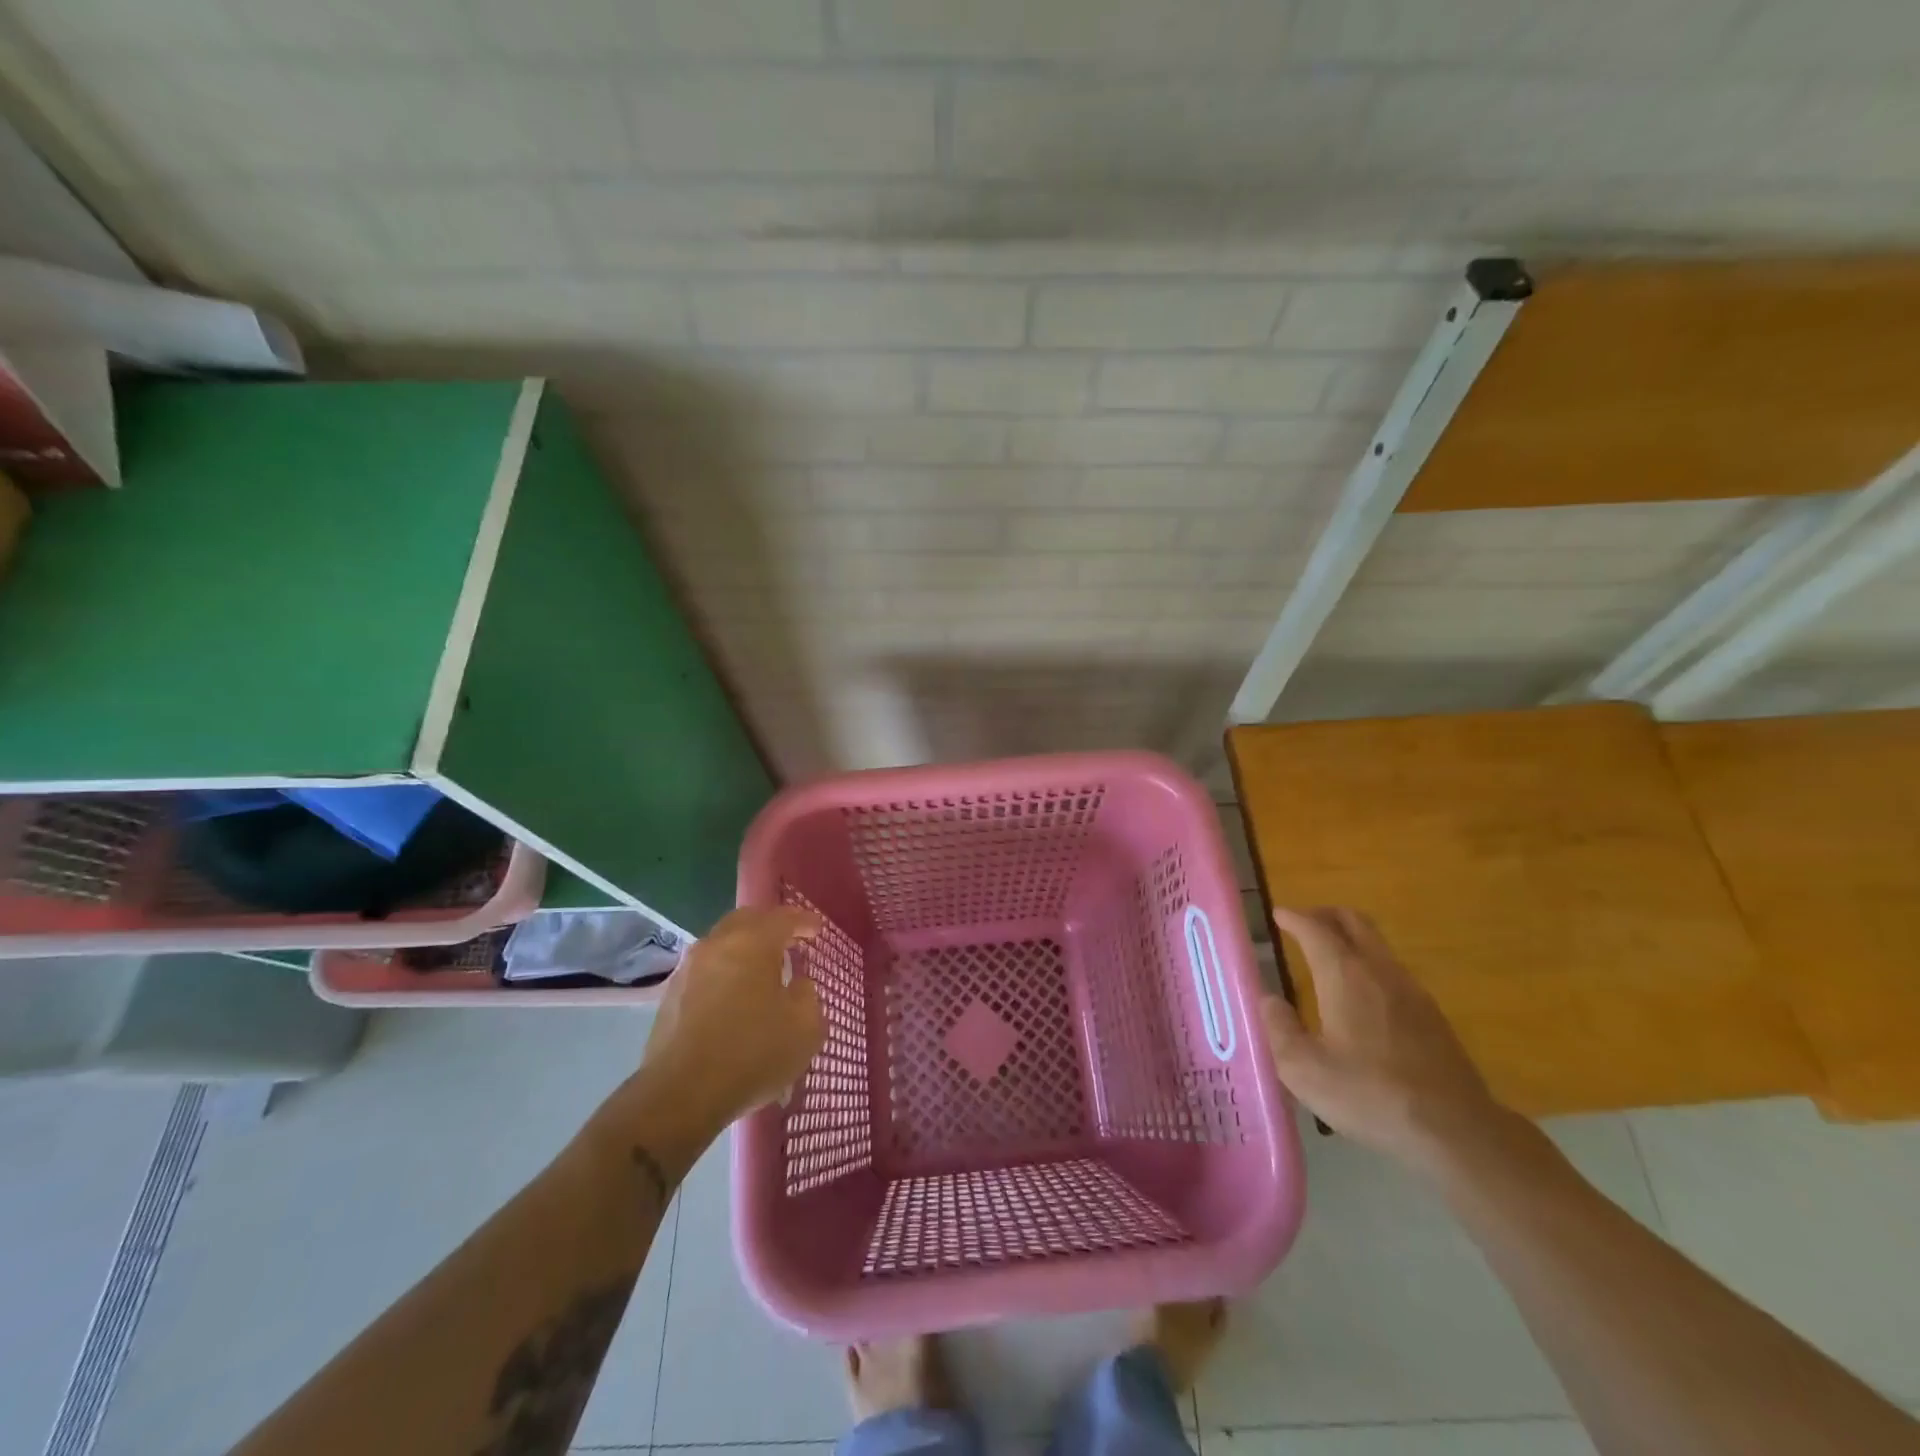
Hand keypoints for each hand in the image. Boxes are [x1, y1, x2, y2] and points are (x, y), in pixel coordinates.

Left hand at [627, 907, 825, 1142]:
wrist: (681, 1094)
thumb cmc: (752, 1053)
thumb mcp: (805, 1028)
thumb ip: (808, 997)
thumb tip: (798, 986)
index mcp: (753, 942)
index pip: (784, 918)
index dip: (804, 921)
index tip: (817, 930)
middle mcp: (718, 944)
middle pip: (747, 920)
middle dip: (770, 926)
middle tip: (789, 940)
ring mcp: (689, 968)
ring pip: (722, 943)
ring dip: (745, 948)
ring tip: (762, 969)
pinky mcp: (671, 995)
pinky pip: (707, 969)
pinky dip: (726, 971)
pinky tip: (735, 995)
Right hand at [1262, 906, 1508, 1168]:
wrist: (1455, 1130)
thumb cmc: (1369, 1094)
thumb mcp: (1303, 1069)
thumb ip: (1279, 1028)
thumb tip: (1269, 1000)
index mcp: (1344, 975)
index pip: (1315, 929)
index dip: (1294, 918)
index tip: (1278, 914)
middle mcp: (1379, 971)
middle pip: (1354, 922)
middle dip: (1325, 915)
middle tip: (1303, 923)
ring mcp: (1411, 991)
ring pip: (1377, 945)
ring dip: (1350, 938)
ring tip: (1328, 956)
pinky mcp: (1431, 1015)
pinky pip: (1392, 971)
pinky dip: (1369, 964)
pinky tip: (1360, 995)